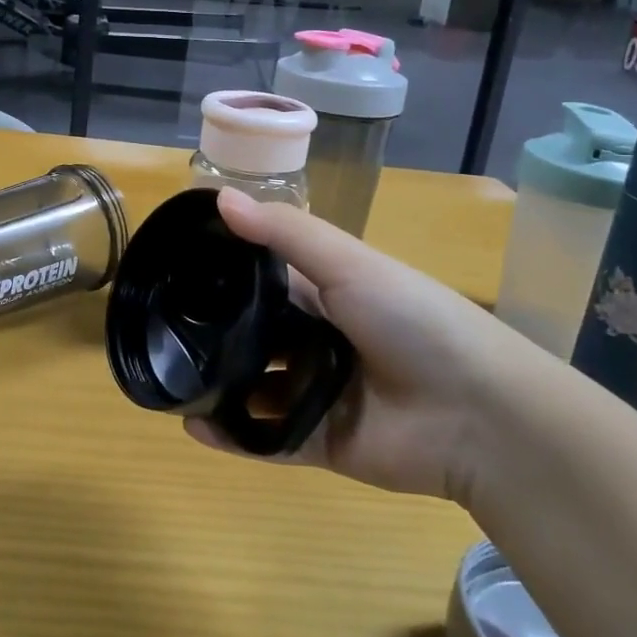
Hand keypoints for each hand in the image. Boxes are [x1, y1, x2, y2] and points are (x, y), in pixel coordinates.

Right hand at [186, 188, 530, 505]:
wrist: (480, 414)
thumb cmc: (413, 320)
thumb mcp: (348, 263)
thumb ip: (283, 233)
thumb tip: (219, 196)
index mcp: (325, 292)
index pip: (262, 277)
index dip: (221, 271)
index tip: (169, 267)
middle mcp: (315, 339)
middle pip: (253, 334)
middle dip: (212, 332)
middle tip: (156, 329)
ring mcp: (316, 392)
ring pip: (253, 388)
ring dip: (216, 385)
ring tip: (167, 379)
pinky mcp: (319, 441)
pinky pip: (266, 438)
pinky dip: (232, 436)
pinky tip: (193, 427)